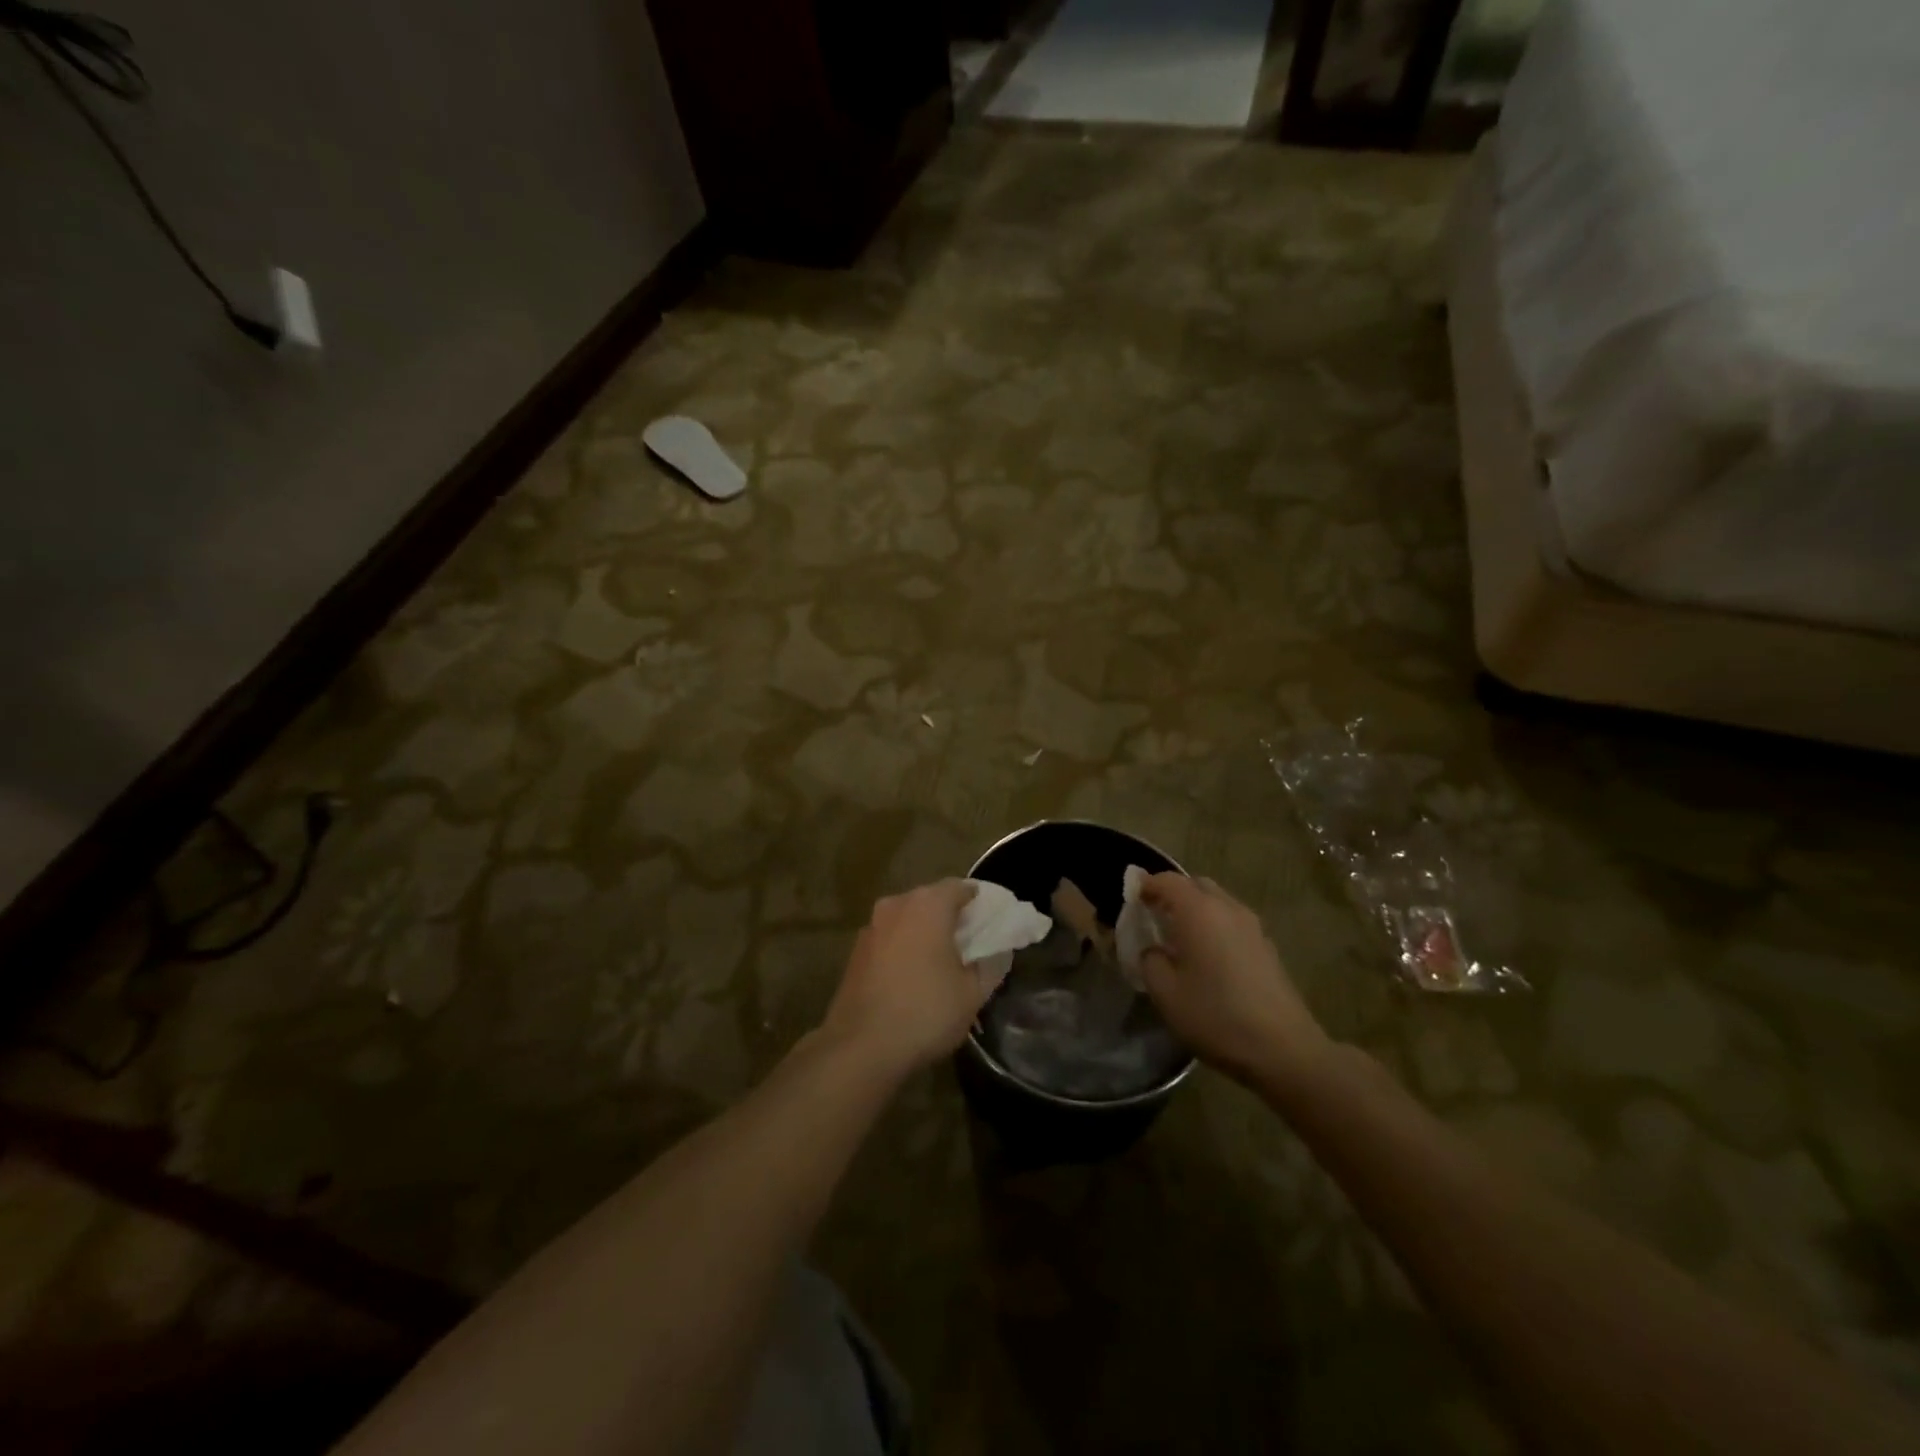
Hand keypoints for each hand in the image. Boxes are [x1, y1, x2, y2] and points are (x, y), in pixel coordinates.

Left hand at [822, 881, 981, 1078]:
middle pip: (931, 899)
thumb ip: (991, 964)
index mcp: (928, 905)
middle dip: (951, 916)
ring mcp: (871, 927)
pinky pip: (889, 938)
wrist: (860, 1047)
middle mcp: (896, 905)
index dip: (979, 902)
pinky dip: (904, 947)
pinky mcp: (855, 951)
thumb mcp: (973, 993)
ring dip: (925, 931)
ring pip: (907, 918)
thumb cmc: (925, 1012)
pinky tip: (912, 976)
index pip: (960, 887)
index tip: (992, 922)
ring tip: (942, 961)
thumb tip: (997, 952)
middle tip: (971, 942)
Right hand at [1139, 874, 1333, 1090]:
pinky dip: (1214, 927)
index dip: (1146, 885)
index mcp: (1199, 911)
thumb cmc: (1216, 1016)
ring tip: (1179, 939)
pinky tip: (1208, 958)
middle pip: (1195, 885)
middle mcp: (1227, 908)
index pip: (1167, 880)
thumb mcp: (1165, 993)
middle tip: (1154, 917)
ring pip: (1217, 902)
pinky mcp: (1267, 947)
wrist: (1284, 1049)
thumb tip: (1153, 949)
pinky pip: (1232, 922)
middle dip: (1172, 894)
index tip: (1131, 900)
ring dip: (1196, 910)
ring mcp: (1252, 927)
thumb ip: (1149, 961)